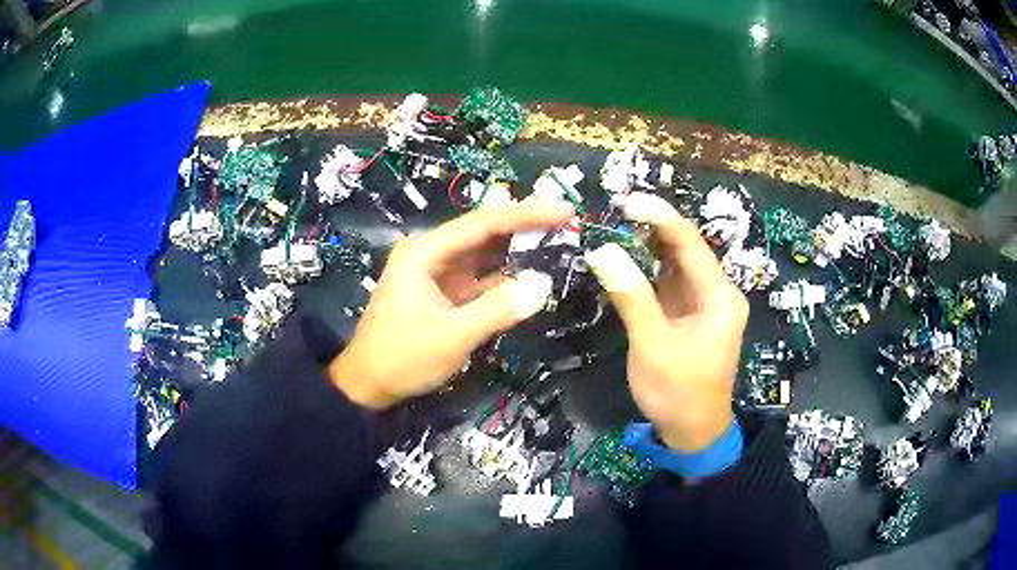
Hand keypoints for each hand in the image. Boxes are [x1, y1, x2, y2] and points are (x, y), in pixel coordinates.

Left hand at [329, 201, 573, 408]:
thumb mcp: (452, 336)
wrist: (367, 386)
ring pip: (484, 256)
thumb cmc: (402, 357)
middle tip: (567, 221)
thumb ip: (499, 309)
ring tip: (558, 242)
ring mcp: (437, 275)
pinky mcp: (443, 295)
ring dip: (518, 251)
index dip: (527, 214)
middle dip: (525, 227)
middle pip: (485, 233)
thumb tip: (544, 284)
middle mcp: (431, 254)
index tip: (565, 210)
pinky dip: (505, 280)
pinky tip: (531, 277)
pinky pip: (480, 280)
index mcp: (426, 252)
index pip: (484, 222)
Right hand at [585, 192, 748, 451]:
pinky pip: (669, 282)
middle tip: (611, 211)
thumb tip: (603, 250)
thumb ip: (632, 297)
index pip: (690, 242)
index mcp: (720, 296)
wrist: (693, 433)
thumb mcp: (653, 346)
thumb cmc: (678, 393)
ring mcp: (703, 303)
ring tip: (612, 227)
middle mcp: (717, 292)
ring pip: (676, 263)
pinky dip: (647, 269)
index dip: (658, 216)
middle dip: (651, 226)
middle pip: (685, 247)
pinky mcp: (690, 314)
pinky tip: (624, 259)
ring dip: (647, 245)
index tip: (623, 201)